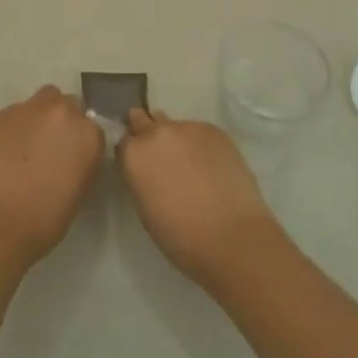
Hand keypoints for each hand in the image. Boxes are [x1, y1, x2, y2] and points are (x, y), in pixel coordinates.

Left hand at [0, 85, 104, 270]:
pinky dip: (17, 125)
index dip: (81, 142)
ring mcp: (31, 109)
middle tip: (51, 146)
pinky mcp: (3, 112)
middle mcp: (63, 112)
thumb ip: (82, 161)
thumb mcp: (79, 191)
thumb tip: (72, 154)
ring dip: (41, 116)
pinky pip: (17, 112)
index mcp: (88, 135)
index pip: (93, 127)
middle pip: (69, 104)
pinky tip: (7, 148)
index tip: (73, 157)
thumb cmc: (45, 218)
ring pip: (42, 100)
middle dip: (63, 121)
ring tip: (29, 143)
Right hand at [117, 109, 279, 287]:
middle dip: (147, 133)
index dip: (132, 153)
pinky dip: (201, 144)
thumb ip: (141, 177)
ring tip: (191, 164)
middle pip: (143, 120)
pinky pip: (200, 132)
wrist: (232, 238)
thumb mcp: (145, 207)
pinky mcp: (214, 130)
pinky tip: (212, 166)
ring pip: (174, 126)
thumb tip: (148, 168)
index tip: (141, 165)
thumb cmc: (181, 236)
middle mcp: (156, 132)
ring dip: (176, 139)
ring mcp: (187, 127)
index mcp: (134, 154)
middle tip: (160, 156)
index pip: (124, 141)